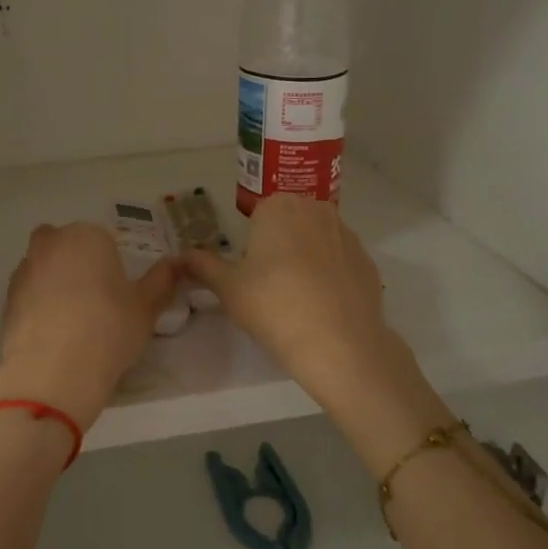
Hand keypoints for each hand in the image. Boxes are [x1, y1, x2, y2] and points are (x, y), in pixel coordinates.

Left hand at [0, 222, 177, 431]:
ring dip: (55, 281)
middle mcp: (51, 243)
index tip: (119, 293)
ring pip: (43, 266)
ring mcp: (24, 270)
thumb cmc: (108, 330)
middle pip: (67, 245)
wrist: (52, 372)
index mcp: (87, 236)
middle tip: (96, 300)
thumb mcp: (146, 308)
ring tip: (73, 320)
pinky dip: (38, 304)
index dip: (112, 265)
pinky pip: (29, 293)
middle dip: (78, 263)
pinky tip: (53, 332)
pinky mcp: (6, 298)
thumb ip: (162, 281)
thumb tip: (175, 263)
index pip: (103, 240)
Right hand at [182, 196, 439, 456]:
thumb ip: (203, 266)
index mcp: (279, 206)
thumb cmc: (273, 305)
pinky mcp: (368, 260)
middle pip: (290, 223)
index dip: (253, 243)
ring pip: (318, 239)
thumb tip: (179, 257)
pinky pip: (340, 261)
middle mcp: (316, 209)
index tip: (250, 272)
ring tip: (298, 298)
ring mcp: (347, 234)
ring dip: (307, 258)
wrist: (338, 342)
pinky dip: (331, 276)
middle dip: (281, 245)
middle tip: (270, 285)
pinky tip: (323, 305)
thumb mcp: (228, 288)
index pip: (259, 215)